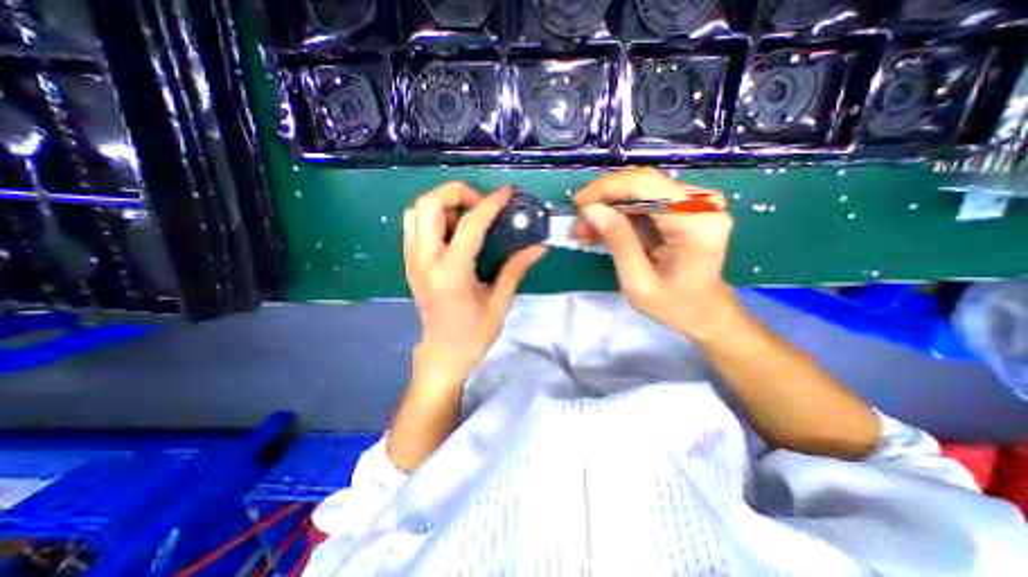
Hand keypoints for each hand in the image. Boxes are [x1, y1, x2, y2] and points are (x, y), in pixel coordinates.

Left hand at [402, 183, 545, 385]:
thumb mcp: (499, 302)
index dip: (491, 203)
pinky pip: (413, 226)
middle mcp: (425, 261)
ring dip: (442, 204)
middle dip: (457, 193)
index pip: (470, 224)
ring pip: (415, 211)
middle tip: (481, 206)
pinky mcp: (410, 264)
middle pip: (428, 204)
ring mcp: (412, 261)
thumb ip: (516, 269)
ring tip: (466, 217)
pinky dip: (432, 217)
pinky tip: (453, 232)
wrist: (442, 353)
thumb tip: (539, 246)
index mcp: (451, 272)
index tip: (507, 193)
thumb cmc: (473, 334)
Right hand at [576, 167, 738, 337]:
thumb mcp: (637, 282)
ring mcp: (696, 202)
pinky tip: (603, 228)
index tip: (578, 205)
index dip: (606, 188)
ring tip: (586, 230)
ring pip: (640, 188)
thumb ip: (618, 242)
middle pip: (641, 182)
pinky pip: (645, 198)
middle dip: (603, 199)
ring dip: (609, 206)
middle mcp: (702, 203)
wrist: (703, 309)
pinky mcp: (687, 206)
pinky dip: (620, 212)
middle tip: (579, 224)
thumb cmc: (672, 304)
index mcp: (695, 223)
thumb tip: (590, 209)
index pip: (645, 184)